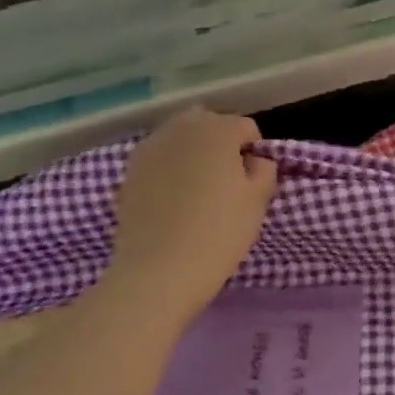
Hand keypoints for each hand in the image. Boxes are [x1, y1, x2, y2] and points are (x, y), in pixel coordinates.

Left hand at [106, 110, 277, 297]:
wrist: (158, 271)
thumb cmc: (219, 232)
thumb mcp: (259, 200)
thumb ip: (265, 169)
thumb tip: (254, 160)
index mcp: (218, 129)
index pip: (246, 128)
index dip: (254, 152)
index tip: (252, 181)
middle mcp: (181, 128)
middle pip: (209, 123)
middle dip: (221, 143)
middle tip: (227, 181)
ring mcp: (150, 147)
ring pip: (181, 137)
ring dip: (194, 152)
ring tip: (198, 188)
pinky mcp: (129, 170)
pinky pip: (159, 157)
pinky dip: (170, 167)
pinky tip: (173, 198)